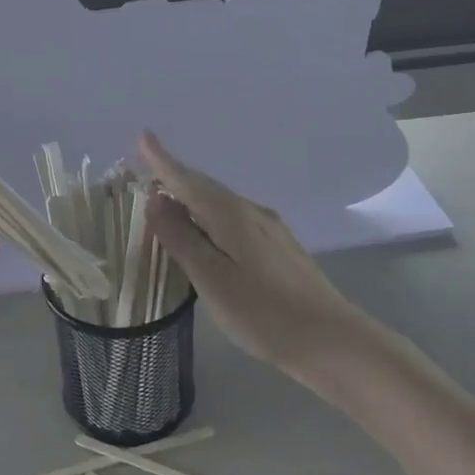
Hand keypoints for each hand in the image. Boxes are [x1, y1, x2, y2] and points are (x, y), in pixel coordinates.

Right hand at [138, 130, 369, 381]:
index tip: (143, 136)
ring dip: (192, 196)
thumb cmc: (263, 313)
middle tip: (147, 170)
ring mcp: (269, 228)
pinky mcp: (279, 246)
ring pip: (221, 202)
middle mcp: (251, 212)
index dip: (162, 160)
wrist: (331, 339)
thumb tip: (156, 199)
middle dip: (175, 176)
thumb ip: (182, 238)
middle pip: (205, 187)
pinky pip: (234, 217)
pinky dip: (210, 215)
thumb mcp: (212, 279)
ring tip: (168, 200)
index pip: (187, 180)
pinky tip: (207, 231)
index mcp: (230, 216)